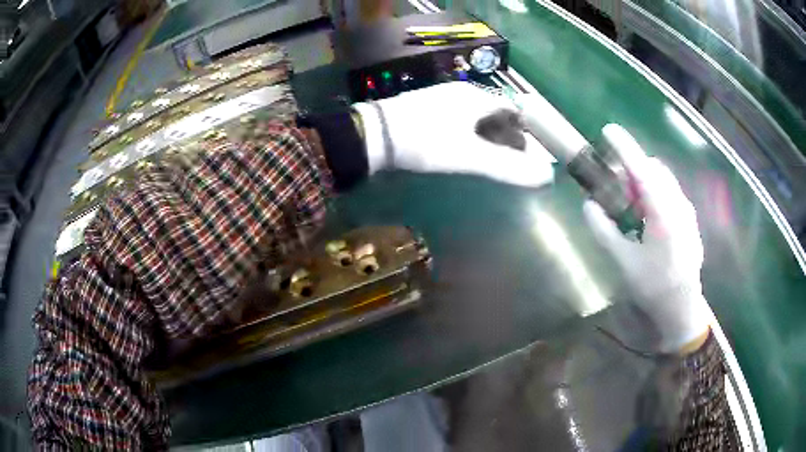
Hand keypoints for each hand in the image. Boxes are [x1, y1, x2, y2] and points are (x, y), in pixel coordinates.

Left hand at [352, 82, 553, 186]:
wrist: (374, 135)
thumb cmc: (426, 142)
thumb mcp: (470, 157)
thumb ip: (508, 167)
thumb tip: (545, 177)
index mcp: (477, 98)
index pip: (513, 110)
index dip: (524, 132)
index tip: (526, 154)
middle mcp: (462, 91)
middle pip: (495, 111)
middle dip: (506, 134)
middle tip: (508, 159)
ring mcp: (441, 96)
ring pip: (475, 114)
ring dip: (487, 134)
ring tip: (487, 158)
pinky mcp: (425, 105)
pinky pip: (457, 117)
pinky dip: (467, 132)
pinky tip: (459, 147)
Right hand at [583, 124, 711, 352]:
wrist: (682, 308)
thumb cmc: (654, 286)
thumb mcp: (624, 262)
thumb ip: (604, 231)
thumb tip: (588, 205)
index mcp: (664, 212)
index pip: (642, 170)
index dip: (624, 148)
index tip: (608, 131)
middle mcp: (679, 204)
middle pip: (654, 170)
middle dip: (632, 170)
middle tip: (615, 188)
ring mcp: (687, 212)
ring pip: (663, 182)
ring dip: (643, 183)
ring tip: (629, 205)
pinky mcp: (689, 220)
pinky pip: (670, 194)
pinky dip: (654, 194)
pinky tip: (646, 218)